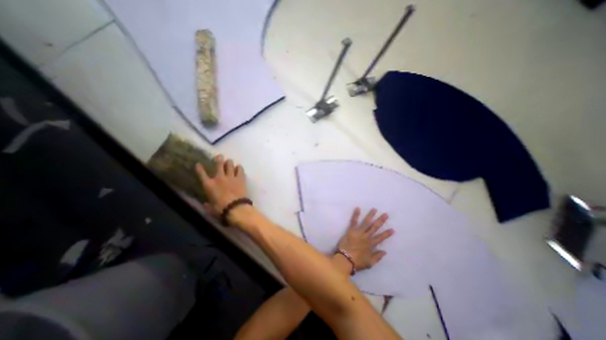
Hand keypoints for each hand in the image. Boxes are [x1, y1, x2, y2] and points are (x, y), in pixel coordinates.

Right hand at [196, 155, 248, 215]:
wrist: (235, 207)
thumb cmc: (221, 209)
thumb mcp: (211, 208)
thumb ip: (207, 205)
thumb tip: (205, 204)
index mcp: (209, 185)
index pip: (202, 173)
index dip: (199, 168)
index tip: (199, 164)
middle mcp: (219, 178)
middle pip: (219, 164)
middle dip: (219, 158)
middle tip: (220, 156)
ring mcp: (230, 177)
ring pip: (230, 164)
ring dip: (229, 162)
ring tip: (229, 162)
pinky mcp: (240, 178)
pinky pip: (240, 169)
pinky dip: (239, 168)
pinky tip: (239, 168)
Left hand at [336, 207, 392, 270]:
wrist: (345, 260)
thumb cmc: (357, 262)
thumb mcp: (370, 263)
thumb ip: (377, 257)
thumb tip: (385, 251)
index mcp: (371, 245)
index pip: (381, 238)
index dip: (387, 234)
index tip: (392, 229)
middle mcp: (366, 237)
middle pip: (375, 227)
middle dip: (380, 221)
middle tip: (386, 214)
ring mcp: (359, 233)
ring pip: (366, 222)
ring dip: (370, 215)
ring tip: (374, 209)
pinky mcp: (351, 230)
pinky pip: (354, 221)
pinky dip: (356, 215)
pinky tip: (358, 208)